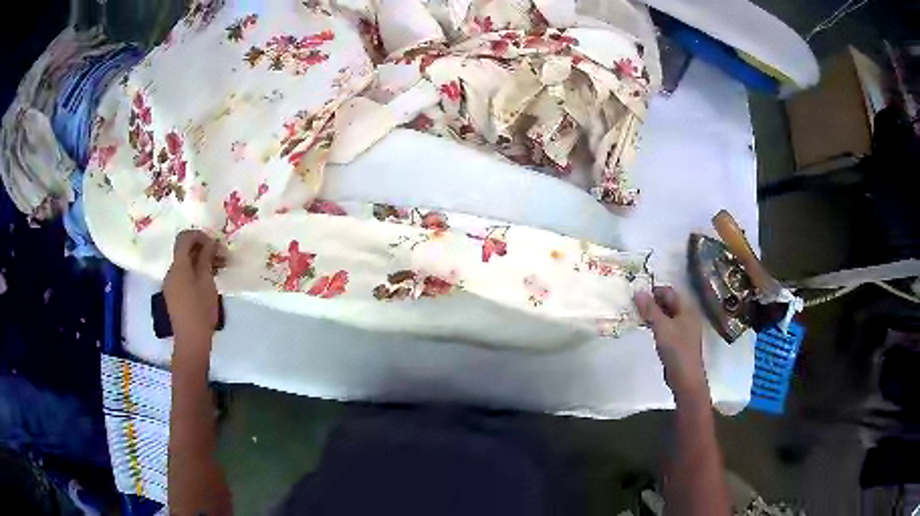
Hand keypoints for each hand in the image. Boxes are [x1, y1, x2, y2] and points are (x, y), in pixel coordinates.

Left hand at [163, 230, 221, 342]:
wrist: (191, 340)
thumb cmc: (201, 310)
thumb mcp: (207, 282)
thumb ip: (206, 258)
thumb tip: (210, 242)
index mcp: (178, 266)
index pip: (184, 238)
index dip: (198, 235)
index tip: (214, 244)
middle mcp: (171, 271)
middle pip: (184, 251)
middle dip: (202, 249)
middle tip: (221, 257)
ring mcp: (171, 284)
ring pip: (185, 264)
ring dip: (200, 262)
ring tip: (218, 270)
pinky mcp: (173, 295)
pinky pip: (183, 276)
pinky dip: (195, 273)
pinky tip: (208, 282)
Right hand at [635, 286, 707, 399]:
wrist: (686, 377)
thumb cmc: (676, 349)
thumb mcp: (661, 327)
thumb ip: (650, 310)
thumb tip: (638, 292)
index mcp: (686, 309)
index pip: (669, 292)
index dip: (654, 291)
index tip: (636, 295)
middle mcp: (687, 316)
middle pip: (669, 303)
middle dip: (652, 302)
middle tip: (634, 305)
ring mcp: (684, 329)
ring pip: (667, 315)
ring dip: (654, 314)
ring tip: (638, 316)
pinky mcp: (679, 341)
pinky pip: (667, 326)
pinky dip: (657, 325)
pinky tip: (648, 329)